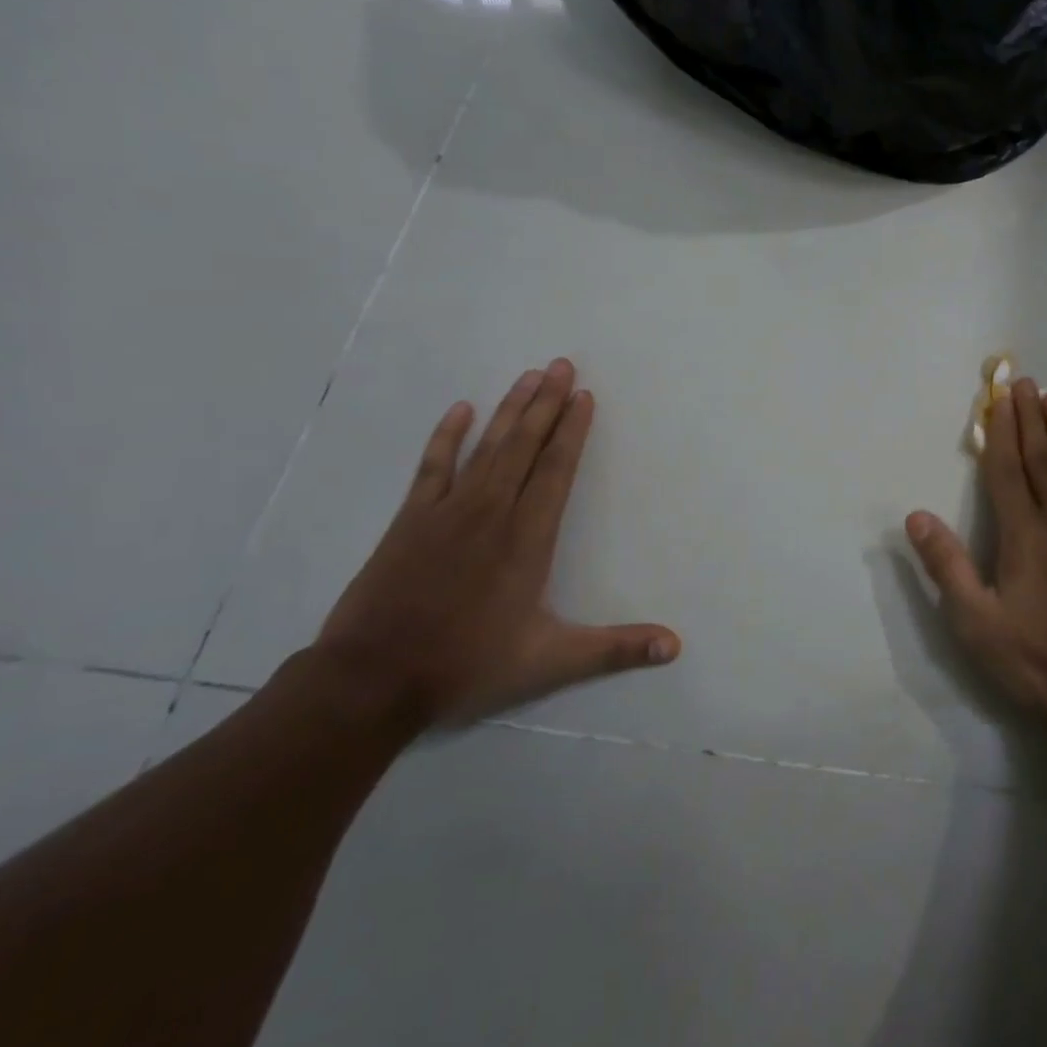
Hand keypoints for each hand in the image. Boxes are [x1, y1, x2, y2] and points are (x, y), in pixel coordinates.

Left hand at [316, 358, 679, 728]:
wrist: (370, 682)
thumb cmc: (467, 666)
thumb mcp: (550, 662)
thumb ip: (615, 649)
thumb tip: (675, 646)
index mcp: (527, 538)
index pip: (557, 471)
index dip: (573, 431)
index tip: (584, 396)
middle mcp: (492, 513)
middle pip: (525, 446)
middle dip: (547, 404)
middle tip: (562, 365)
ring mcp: (447, 512)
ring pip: (488, 447)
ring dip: (511, 409)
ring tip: (529, 375)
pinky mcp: (410, 521)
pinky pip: (433, 467)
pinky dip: (447, 436)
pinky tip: (461, 409)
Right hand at [906, 378, 1046, 746]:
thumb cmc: (1043, 660)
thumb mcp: (979, 624)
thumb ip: (947, 566)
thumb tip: (916, 516)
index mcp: (1024, 533)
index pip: (1007, 469)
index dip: (1000, 431)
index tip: (997, 397)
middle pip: (1041, 457)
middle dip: (1029, 417)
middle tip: (1024, 381)